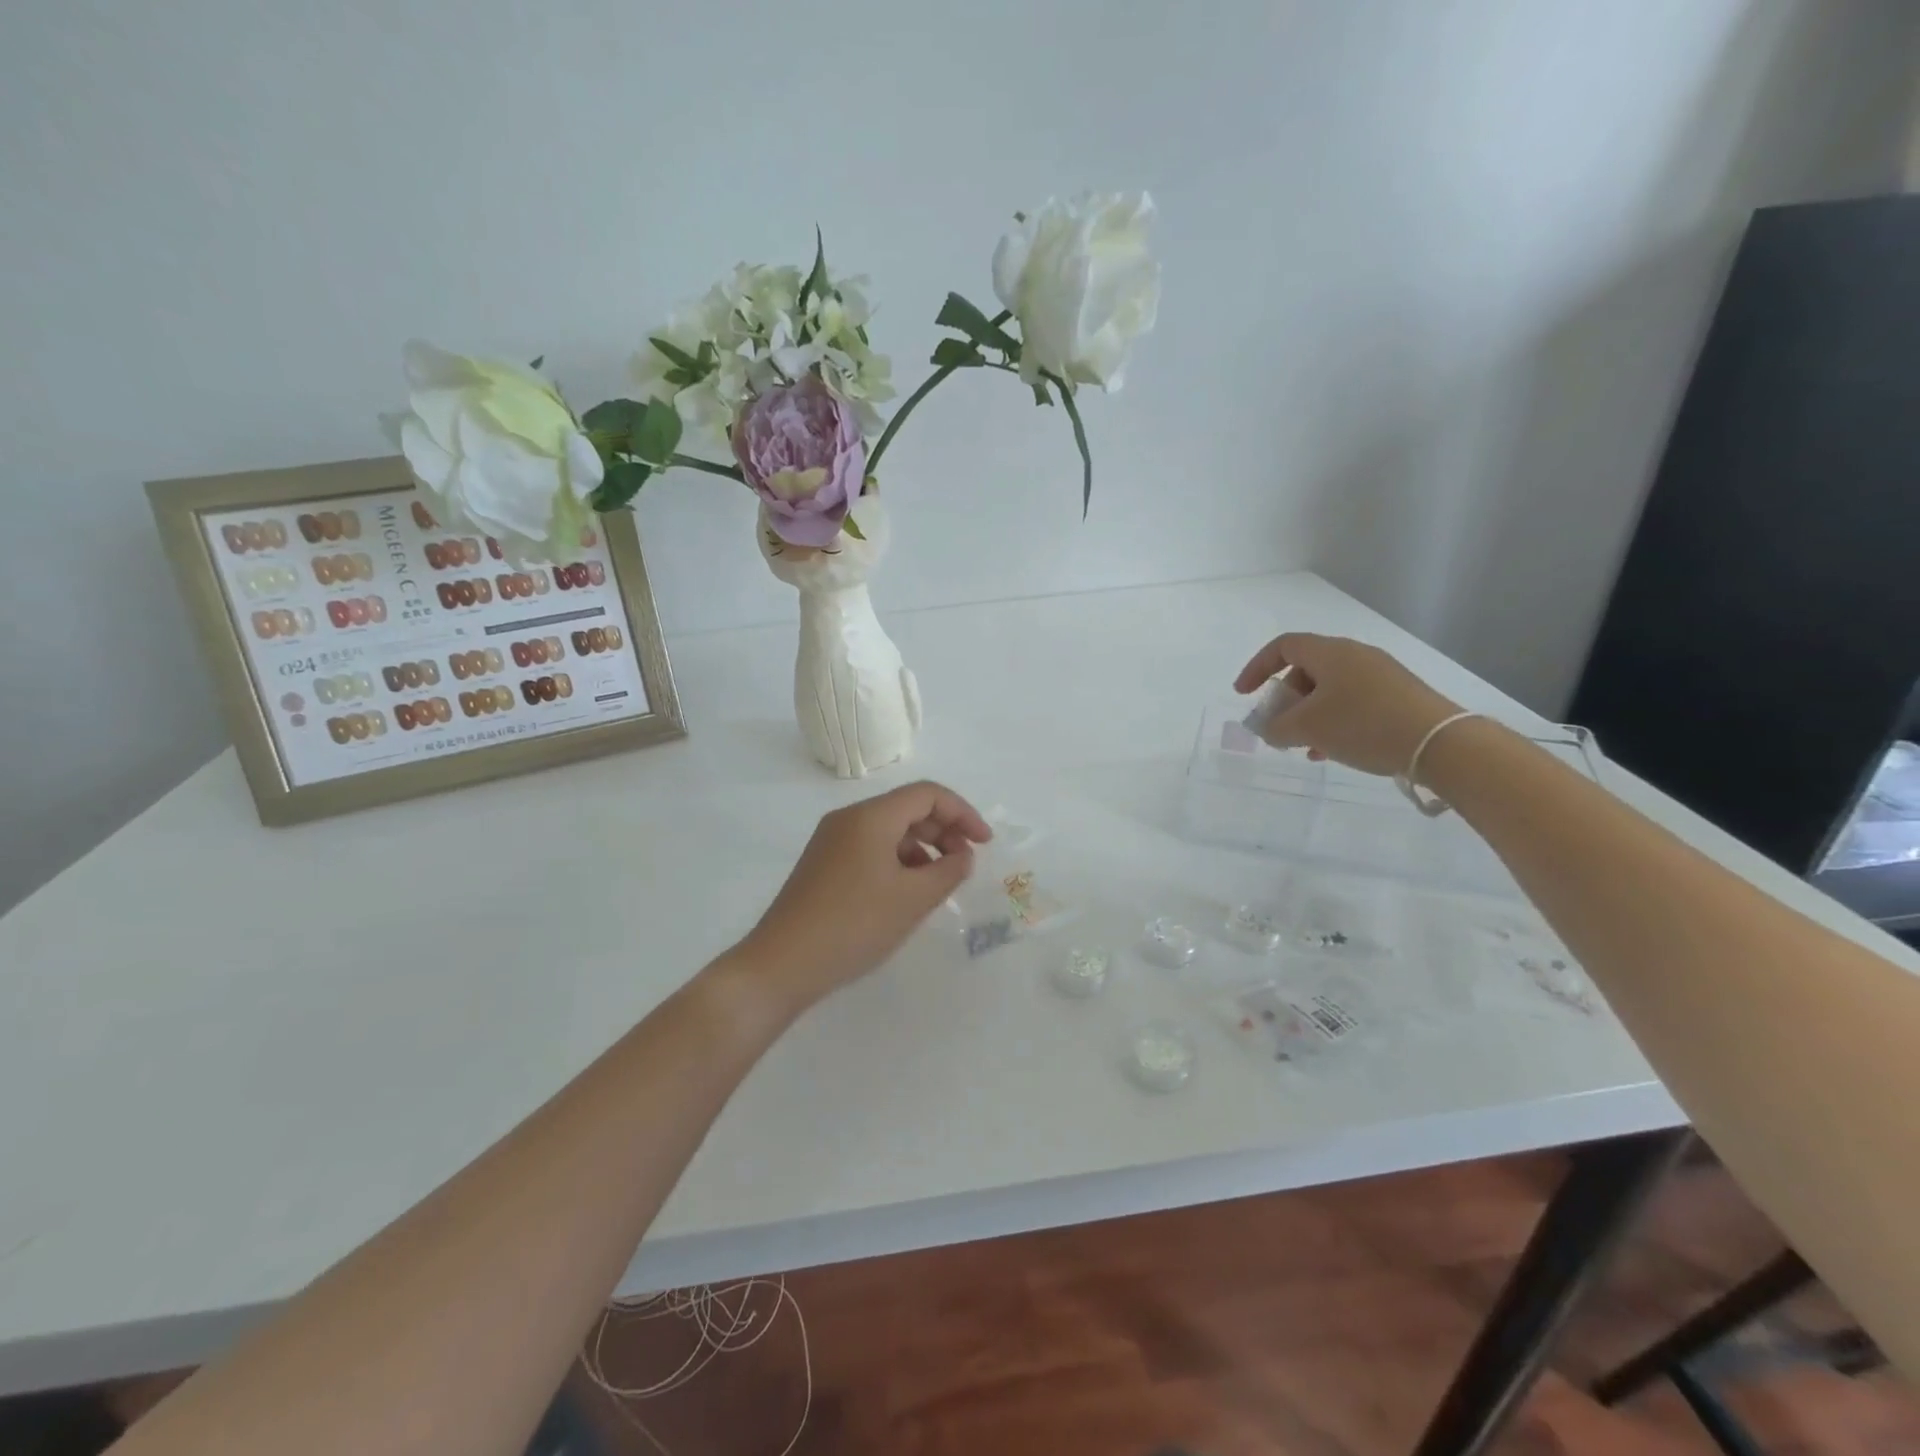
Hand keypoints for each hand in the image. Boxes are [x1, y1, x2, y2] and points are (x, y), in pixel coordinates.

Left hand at [735, 781, 991, 1011]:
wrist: (781, 965)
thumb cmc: (854, 925)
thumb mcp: (912, 899)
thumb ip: (948, 871)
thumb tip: (963, 855)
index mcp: (871, 817)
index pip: (928, 794)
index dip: (963, 813)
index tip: (985, 844)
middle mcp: (849, 819)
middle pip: (908, 808)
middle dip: (944, 831)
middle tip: (964, 865)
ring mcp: (832, 841)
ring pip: (889, 830)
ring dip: (922, 849)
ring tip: (938, 884)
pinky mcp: (823, 864)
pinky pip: (871, 848)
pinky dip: (898, 861)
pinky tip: (906, 893)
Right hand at [1234, 632, 1461, 776]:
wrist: (1440, 744)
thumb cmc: (1363, 725)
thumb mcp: (1307, 728)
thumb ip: (1276, 727)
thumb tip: (1268, 728)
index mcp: (1330, 652)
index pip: (1283, 646)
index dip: (1257, 667)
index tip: (1244, 694)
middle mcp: (1355, 655)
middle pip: (1306, 669)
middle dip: (1285, 699)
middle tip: (1278, 726)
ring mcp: (1380, 675)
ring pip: (1330, 690)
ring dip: (1309, 715)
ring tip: (1304, 747)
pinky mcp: (1399, 696)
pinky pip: (1352, 702)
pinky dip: (1334, 721)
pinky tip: (1332, 750)